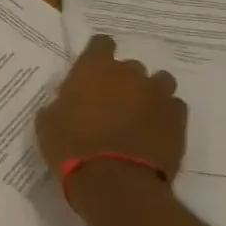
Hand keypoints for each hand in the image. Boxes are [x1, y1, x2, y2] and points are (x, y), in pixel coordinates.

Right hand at [35, 35, 187, 182]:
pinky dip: (165, 114)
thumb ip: (60, 104)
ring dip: (149, 93)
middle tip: (111, 102)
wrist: (115, 182)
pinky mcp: (178, 120)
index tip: (92, 71)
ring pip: (159, 82)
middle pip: (130, 66)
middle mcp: (130, 74)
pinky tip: (154, 129)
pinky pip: (173, 106)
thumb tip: (67, 103)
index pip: (101, 43)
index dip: (97, 55)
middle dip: (122, 80)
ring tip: (138, 114)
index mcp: (94, 68)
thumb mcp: (48, 123)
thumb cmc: (71, 147)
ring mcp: (158, 95)